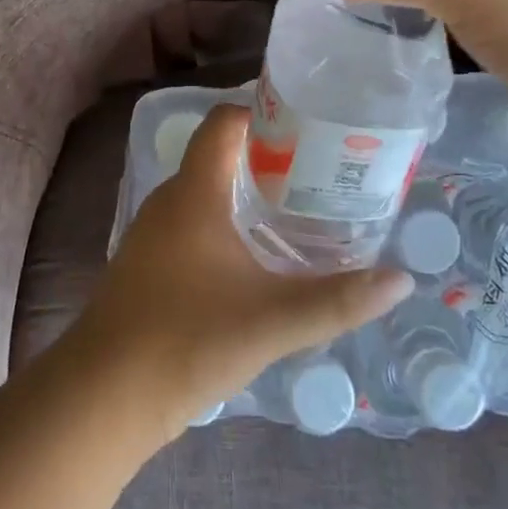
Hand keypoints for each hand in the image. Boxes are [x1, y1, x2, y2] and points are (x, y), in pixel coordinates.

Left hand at [63, 105, 413, 448]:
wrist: (105, 394)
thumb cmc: (187, 339)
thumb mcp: (272, 320)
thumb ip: (338, 300)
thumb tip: (402, 281)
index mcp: (193, 192)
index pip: (224, 122)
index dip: (264, 114)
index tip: (311, 127)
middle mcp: (170, 200)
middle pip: (220, 155)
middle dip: (269, 158)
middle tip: (323, 173)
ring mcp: (155, 233)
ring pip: (208, 193)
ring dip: (250, 194)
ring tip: (302, 210)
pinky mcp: (151, 263)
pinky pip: (195, 224)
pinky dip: (229, 224)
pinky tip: (260, 257)